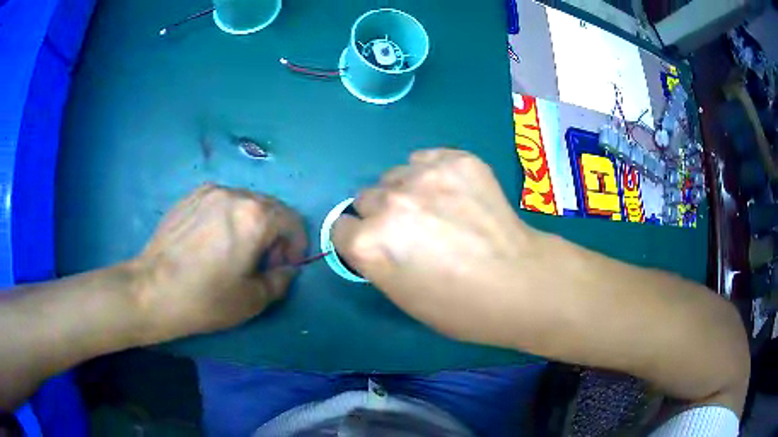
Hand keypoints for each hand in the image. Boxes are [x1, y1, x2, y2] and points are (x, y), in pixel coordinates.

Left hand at [134, 184, 306, 339]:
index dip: (297, 244)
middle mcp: (235, 194)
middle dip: (276, 234)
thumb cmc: (206, 298)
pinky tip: (215, 241)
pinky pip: (222, 202)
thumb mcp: (253, 300)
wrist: (153, 290)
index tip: (287, 265)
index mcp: (255, 217)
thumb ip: (281, 281)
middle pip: (270, 208)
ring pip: (245, 202)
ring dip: (253, 224)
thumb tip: (287, 269)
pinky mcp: (190, 197)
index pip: (292, 220)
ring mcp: (209, 192)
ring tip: (238, 250)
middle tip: (265, 262)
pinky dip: (230, 217)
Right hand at [332, 149, 540, 346]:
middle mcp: (389, 203)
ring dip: (407, 191)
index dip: (359, 239)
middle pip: (365, 197)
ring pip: (395, 175)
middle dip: (382, 214)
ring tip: (439, 210)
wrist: (521, 283)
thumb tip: (373, 237)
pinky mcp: (457, 159)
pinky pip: (426, 158)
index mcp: (370, 243)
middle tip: (414, 231)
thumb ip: (375, 260)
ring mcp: (425, 175)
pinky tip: (456, 194)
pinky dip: (433, 173)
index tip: (379, 246)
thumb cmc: (459, 307)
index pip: (340, 227)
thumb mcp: (401, 297)